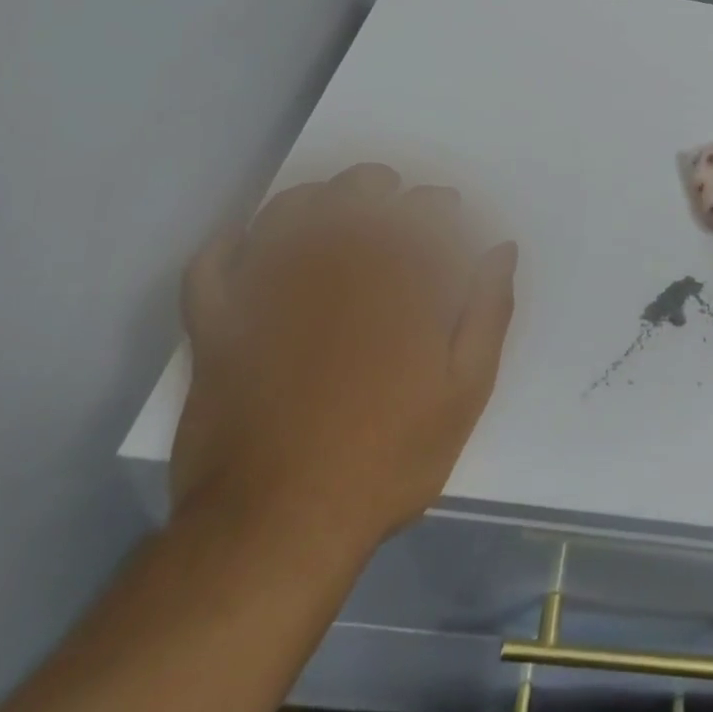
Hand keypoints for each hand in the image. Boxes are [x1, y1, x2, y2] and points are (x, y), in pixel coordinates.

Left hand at [171, 165, 516, 560]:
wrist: (279, 527)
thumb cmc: (386, 456)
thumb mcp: (464, 391)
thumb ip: (487, 311)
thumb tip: (501, 250)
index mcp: (395, 281)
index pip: (421, 211)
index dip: (438, 203)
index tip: (448, 210)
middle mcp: (334, 270)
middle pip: (353, 195)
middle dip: (377, 184)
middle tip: (391, 194)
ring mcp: (270, 295)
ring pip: (287, 214)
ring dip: (312, 197)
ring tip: (328, 206)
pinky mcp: (220, 329)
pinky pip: (211, 268)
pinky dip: (226, 245)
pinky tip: (244, 240)